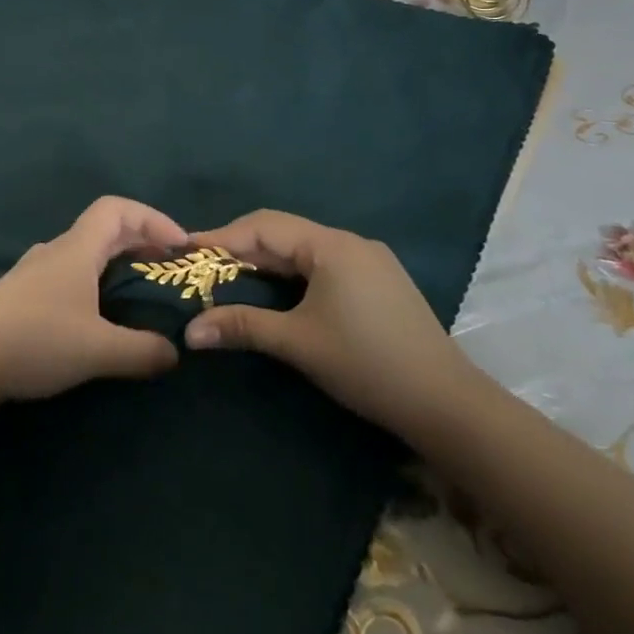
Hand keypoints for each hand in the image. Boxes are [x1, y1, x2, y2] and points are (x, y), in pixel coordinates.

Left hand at [0, 196, 186, 407]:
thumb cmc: (34, 340)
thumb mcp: (97, 350)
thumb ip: (142, 350)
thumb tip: (174, 352)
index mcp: (76, 250)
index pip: (117, 209)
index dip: (152, 219)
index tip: (179, 247)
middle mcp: (55, 252)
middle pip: (103, 230)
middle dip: (141, 243)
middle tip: (169, 271)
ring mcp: (34, 273)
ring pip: (84, 254)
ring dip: (116, 265)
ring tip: (140, 296)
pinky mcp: (21, 297)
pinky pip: (69, 276)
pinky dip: (94, 284)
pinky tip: (98, 318)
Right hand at [183, 209, 481, 436]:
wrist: (448, 405)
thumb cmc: (367, 365)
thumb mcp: (298, 343)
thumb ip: (242, 326)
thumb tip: (190, 331)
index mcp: (331, 246)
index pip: (263, 227)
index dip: (221, 237)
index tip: (185, 250)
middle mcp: (350, 242)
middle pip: (282, 233)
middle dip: (239, 247)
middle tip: (201, 266)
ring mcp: (369, 261)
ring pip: (303, 248)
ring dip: (265, 261)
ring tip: (229, 276)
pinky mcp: (378, 282)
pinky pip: (322, 264)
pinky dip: (290, 273)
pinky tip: (274, 290)